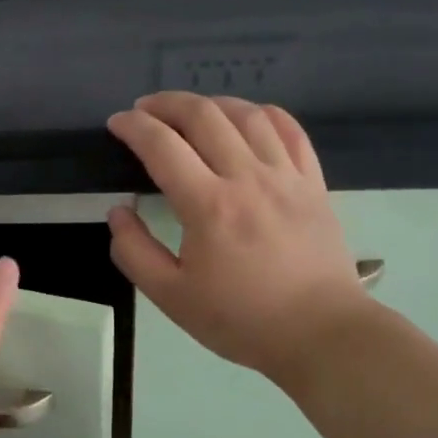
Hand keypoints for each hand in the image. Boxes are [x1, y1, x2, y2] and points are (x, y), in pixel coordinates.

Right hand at [106, 92, 368, 383]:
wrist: (320, 334)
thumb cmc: (241, 319)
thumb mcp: (172, 297)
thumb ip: (134, 252)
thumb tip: (118, 212)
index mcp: (208, 206)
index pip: (163, 146)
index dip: (133, 127)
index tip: (116, 123)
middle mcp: (247, 178)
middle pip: (204, 116)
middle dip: (166, 103)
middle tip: (145, 110)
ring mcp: (286, 177)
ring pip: (247, 115)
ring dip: (212, 103)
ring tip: (190, 110)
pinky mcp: (313, 184)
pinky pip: (291, 131)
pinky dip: (264, 114)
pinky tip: (248, 118)